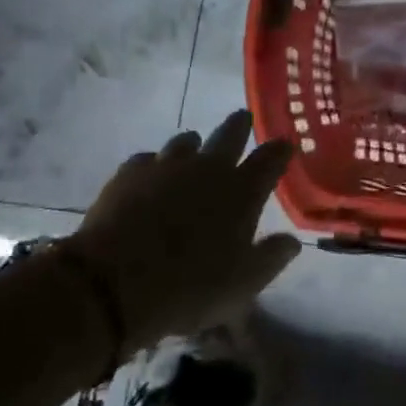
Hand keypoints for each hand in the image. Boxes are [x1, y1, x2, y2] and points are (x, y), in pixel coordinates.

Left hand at [66, 111, 300, 348]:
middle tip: (244, 118)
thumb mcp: (243, 284)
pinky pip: (147, 159)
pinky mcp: (128, 173)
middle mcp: (208, 168)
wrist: (112, 285)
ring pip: (186, 141)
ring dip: (195, 145)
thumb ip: (271, 258)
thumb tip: (293, 242)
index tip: (285, 144)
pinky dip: (154, 165)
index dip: (280, 150)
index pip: (271, 159)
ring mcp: (166, 166)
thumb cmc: (189, 287)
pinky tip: (150, 177)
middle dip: (240, 125)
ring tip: (194, 151)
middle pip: (230, 133)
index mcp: (242, 191)